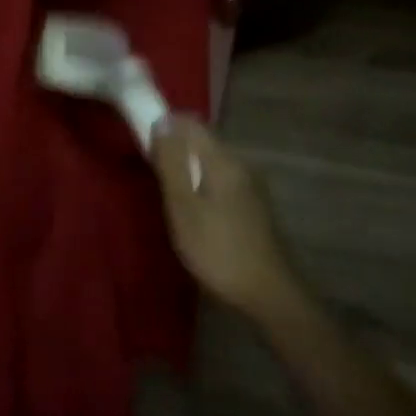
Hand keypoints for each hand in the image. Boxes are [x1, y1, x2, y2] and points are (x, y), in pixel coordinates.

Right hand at [150, 115, 299, 318]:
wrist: (269, 294)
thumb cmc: (218, 250)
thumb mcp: (183, 207)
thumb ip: (171, 163)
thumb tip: (162, 121)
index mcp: (223, 160)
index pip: (190, 123)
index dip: (164, 127)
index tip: (146, 150)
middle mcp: (240, 163)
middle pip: (200, 140)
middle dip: (174, 150)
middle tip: (155, 179)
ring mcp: (250, 184)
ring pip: (210, 161)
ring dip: (187, 170)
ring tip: (172, 200)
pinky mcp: (253, 204)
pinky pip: (220, 178)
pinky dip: (202, 185)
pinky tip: (196, 213)